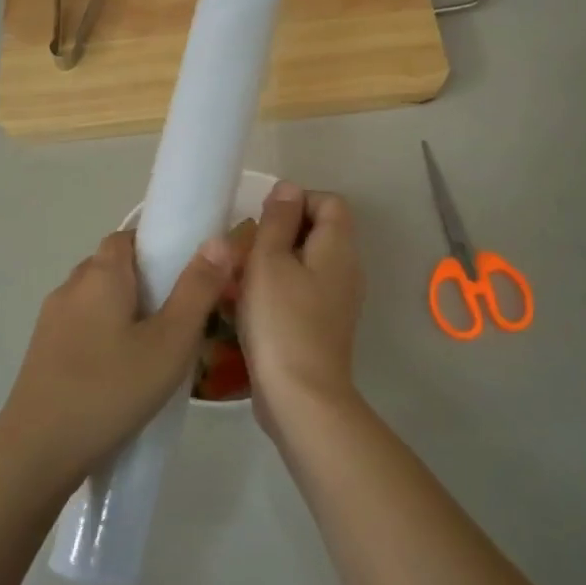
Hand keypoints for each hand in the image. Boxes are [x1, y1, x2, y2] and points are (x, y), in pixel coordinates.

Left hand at [0, 229, 229, 492]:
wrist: (38, 453)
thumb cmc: (112, 390)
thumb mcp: (170, 341)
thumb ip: (197, 289)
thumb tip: (218, 239)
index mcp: (100, 275)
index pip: (128, 237)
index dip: (158, 245)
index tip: (188, 274)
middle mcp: (70, 287)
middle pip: (113, 266)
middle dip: (147, 280)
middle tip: (182, 313)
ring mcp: (51, 321)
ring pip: (97, 299)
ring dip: (126, 310)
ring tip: (158, 345)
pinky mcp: (43, 352)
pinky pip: (83, 326)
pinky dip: (106, 333)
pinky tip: (124, 370)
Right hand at [239, 182, 364, 433]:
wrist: (300, 396)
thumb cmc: (281, 321)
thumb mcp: (269, 262)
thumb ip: (278, 221)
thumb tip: (289, 188)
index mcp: (338, 248)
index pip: (328, 202)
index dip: (296, 201)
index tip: (262, 221)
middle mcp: (346, 270)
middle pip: (318, 232)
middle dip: (279, 233)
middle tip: (245, 249)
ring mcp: (338, 301)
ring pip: (306, 264)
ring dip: (274, 264)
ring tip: (240, 277)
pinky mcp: (324, 326)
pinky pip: (302, 292)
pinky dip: (278, 291)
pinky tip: (248, 306)